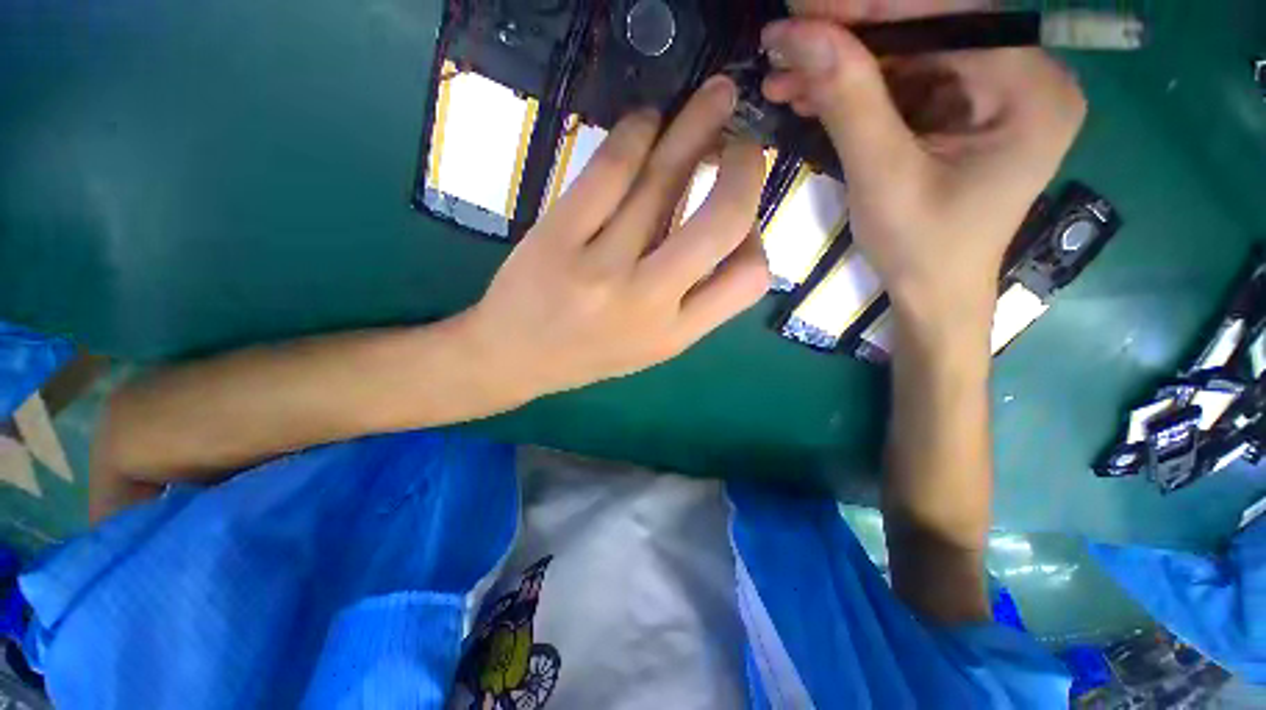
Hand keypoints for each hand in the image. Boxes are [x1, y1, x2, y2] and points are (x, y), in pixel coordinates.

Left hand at [459, 76, 769, 401]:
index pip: (749, 279)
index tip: (742, 214)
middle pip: (721, 221)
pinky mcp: (557, 236)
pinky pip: (609, 171)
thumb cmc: (589, 354)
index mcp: (673, 334)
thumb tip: (730, 232)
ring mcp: (600, 267)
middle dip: (745, 168)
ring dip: (696, 127)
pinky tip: (647, 120)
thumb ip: (694, 300)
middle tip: (742, 141)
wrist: (514, 357)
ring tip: (714, 98)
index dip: (759, 237)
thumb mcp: (652, 346)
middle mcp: (646, 301)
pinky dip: (636, 133)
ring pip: (663, 180)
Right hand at [761, 2, 1085, 341]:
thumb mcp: (883, 177)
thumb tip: (801, 34)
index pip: (946, 17)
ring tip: (783, 77)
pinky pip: (903, 87)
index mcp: (1030, 88)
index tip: (802, 7)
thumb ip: (849, 101)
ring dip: (841, 69)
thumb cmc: (921, 249)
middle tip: (784, 43)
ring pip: (907, 59)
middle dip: (848, 41)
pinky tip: (809, 96)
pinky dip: (854, 92)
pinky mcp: (961, 113)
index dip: (869, 8)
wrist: (932, 295)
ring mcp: (991, 95)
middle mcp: (1023, 77)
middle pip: (925, 34)